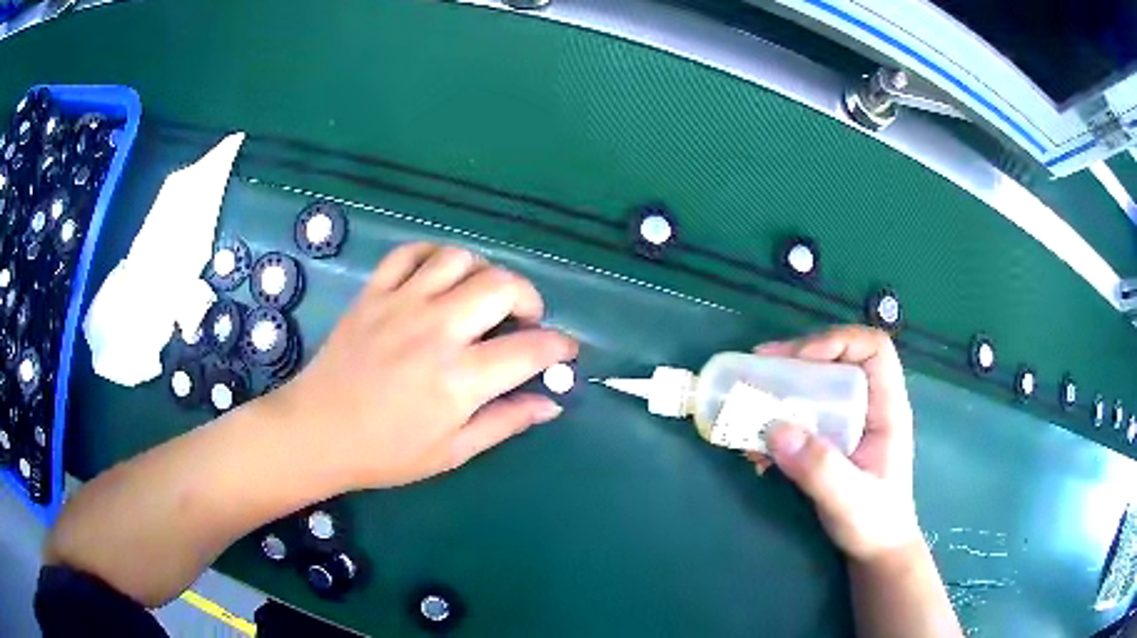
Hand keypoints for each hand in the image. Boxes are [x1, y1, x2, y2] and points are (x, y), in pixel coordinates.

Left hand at [269, 243, 577, 490]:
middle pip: (502, 286)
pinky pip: (410, 252)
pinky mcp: (374, 293)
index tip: (566, 351)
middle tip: (524, 320)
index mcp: (459, 379)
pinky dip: (433, 255)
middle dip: (529, 298)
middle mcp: (436, 330)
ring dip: (483, 272)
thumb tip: (551, 404)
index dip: (560, 347)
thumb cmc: (386, 452)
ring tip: (480, 297)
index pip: (531, 349)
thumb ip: (505, 422)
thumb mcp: (452, 451)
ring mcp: (401, 304)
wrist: (317, 432)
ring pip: (459, 259)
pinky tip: (438, 276)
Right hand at [750, 326, 920, 563]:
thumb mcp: (849, 499)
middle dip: (796, 360)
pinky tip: (756, 449)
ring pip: (815, 386)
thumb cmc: (874, 524)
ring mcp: (848, 423)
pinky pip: (802, 417)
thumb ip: (818, 467)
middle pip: (837, 359)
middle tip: (757, 367)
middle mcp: (868, 406)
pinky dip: (776, 424)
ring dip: (780, 391)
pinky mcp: (830, 442)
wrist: (875, 552)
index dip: (838, 341)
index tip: (800, 360)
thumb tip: (774, 427)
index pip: (873, 349)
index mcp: (887, 408)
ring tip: (748, 403)